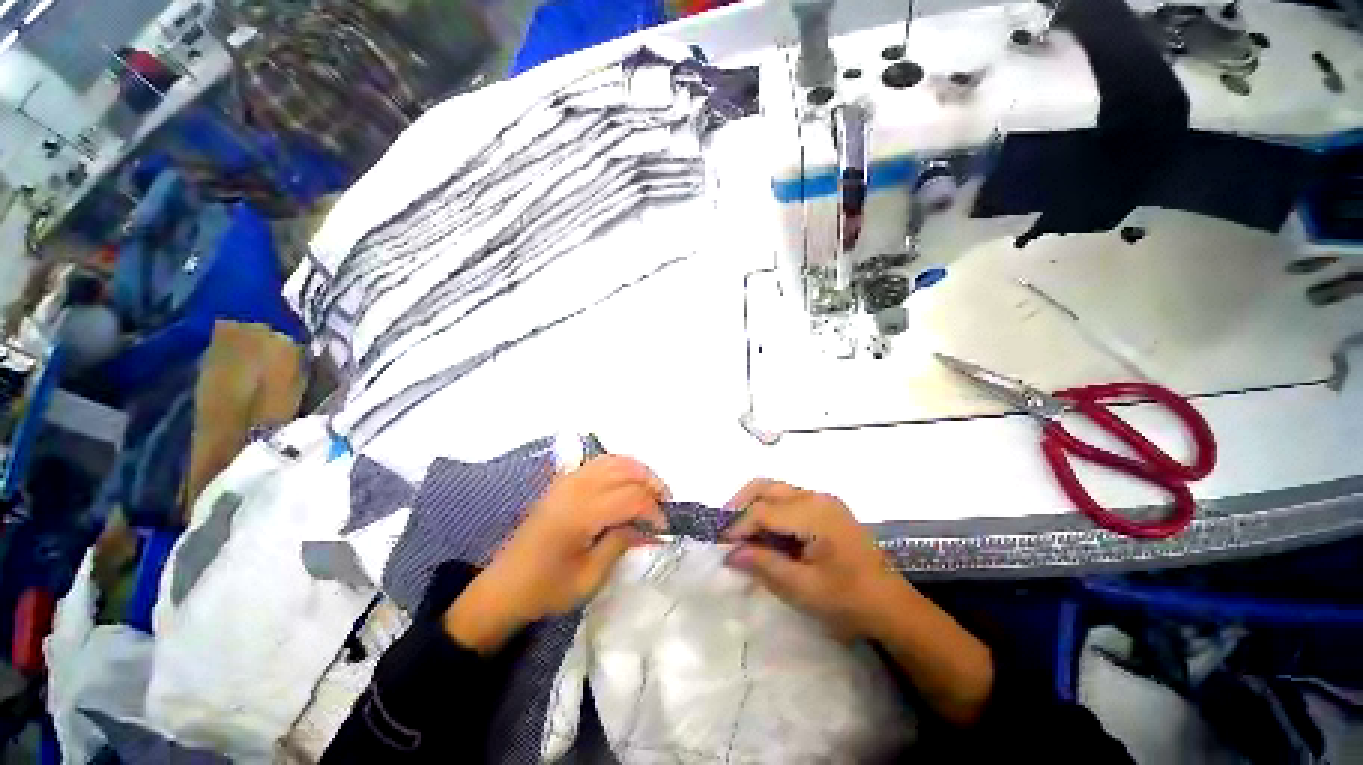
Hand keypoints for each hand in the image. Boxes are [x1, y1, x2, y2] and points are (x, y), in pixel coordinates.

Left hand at [445, 456, 667, 652]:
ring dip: (638, 471)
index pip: (630, 498)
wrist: (503, 587)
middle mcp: (575, 488)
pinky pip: (600, 462)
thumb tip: (649, 527)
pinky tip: (628, 483)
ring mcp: (567, 480)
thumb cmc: (546, 589)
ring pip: (614, 460)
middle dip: (651, 484)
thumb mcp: (590, 577)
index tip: (663, 529)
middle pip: (626, 470)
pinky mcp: (563, 481)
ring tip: (651, 492)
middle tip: (664, 505)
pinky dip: (621, 467)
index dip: (653, 510)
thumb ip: (621, 543)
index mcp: (580, 514)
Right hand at [724, 478, 994, 725]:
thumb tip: (730, 553)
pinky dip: (770, 509)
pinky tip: (765, 532)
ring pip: (776, 489)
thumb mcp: (803, 588)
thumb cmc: (848, 600)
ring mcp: (823, 500)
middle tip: (725, 529)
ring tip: (741, 531)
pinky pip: (788, 499)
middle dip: (741, 504)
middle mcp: (816, 497)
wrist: (891, 605)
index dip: (738, 525)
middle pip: (767, 487)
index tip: (720, 544)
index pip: (763, 510)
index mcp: (813, 513)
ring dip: (754, 505)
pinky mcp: (826, 508)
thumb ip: (764, 565)